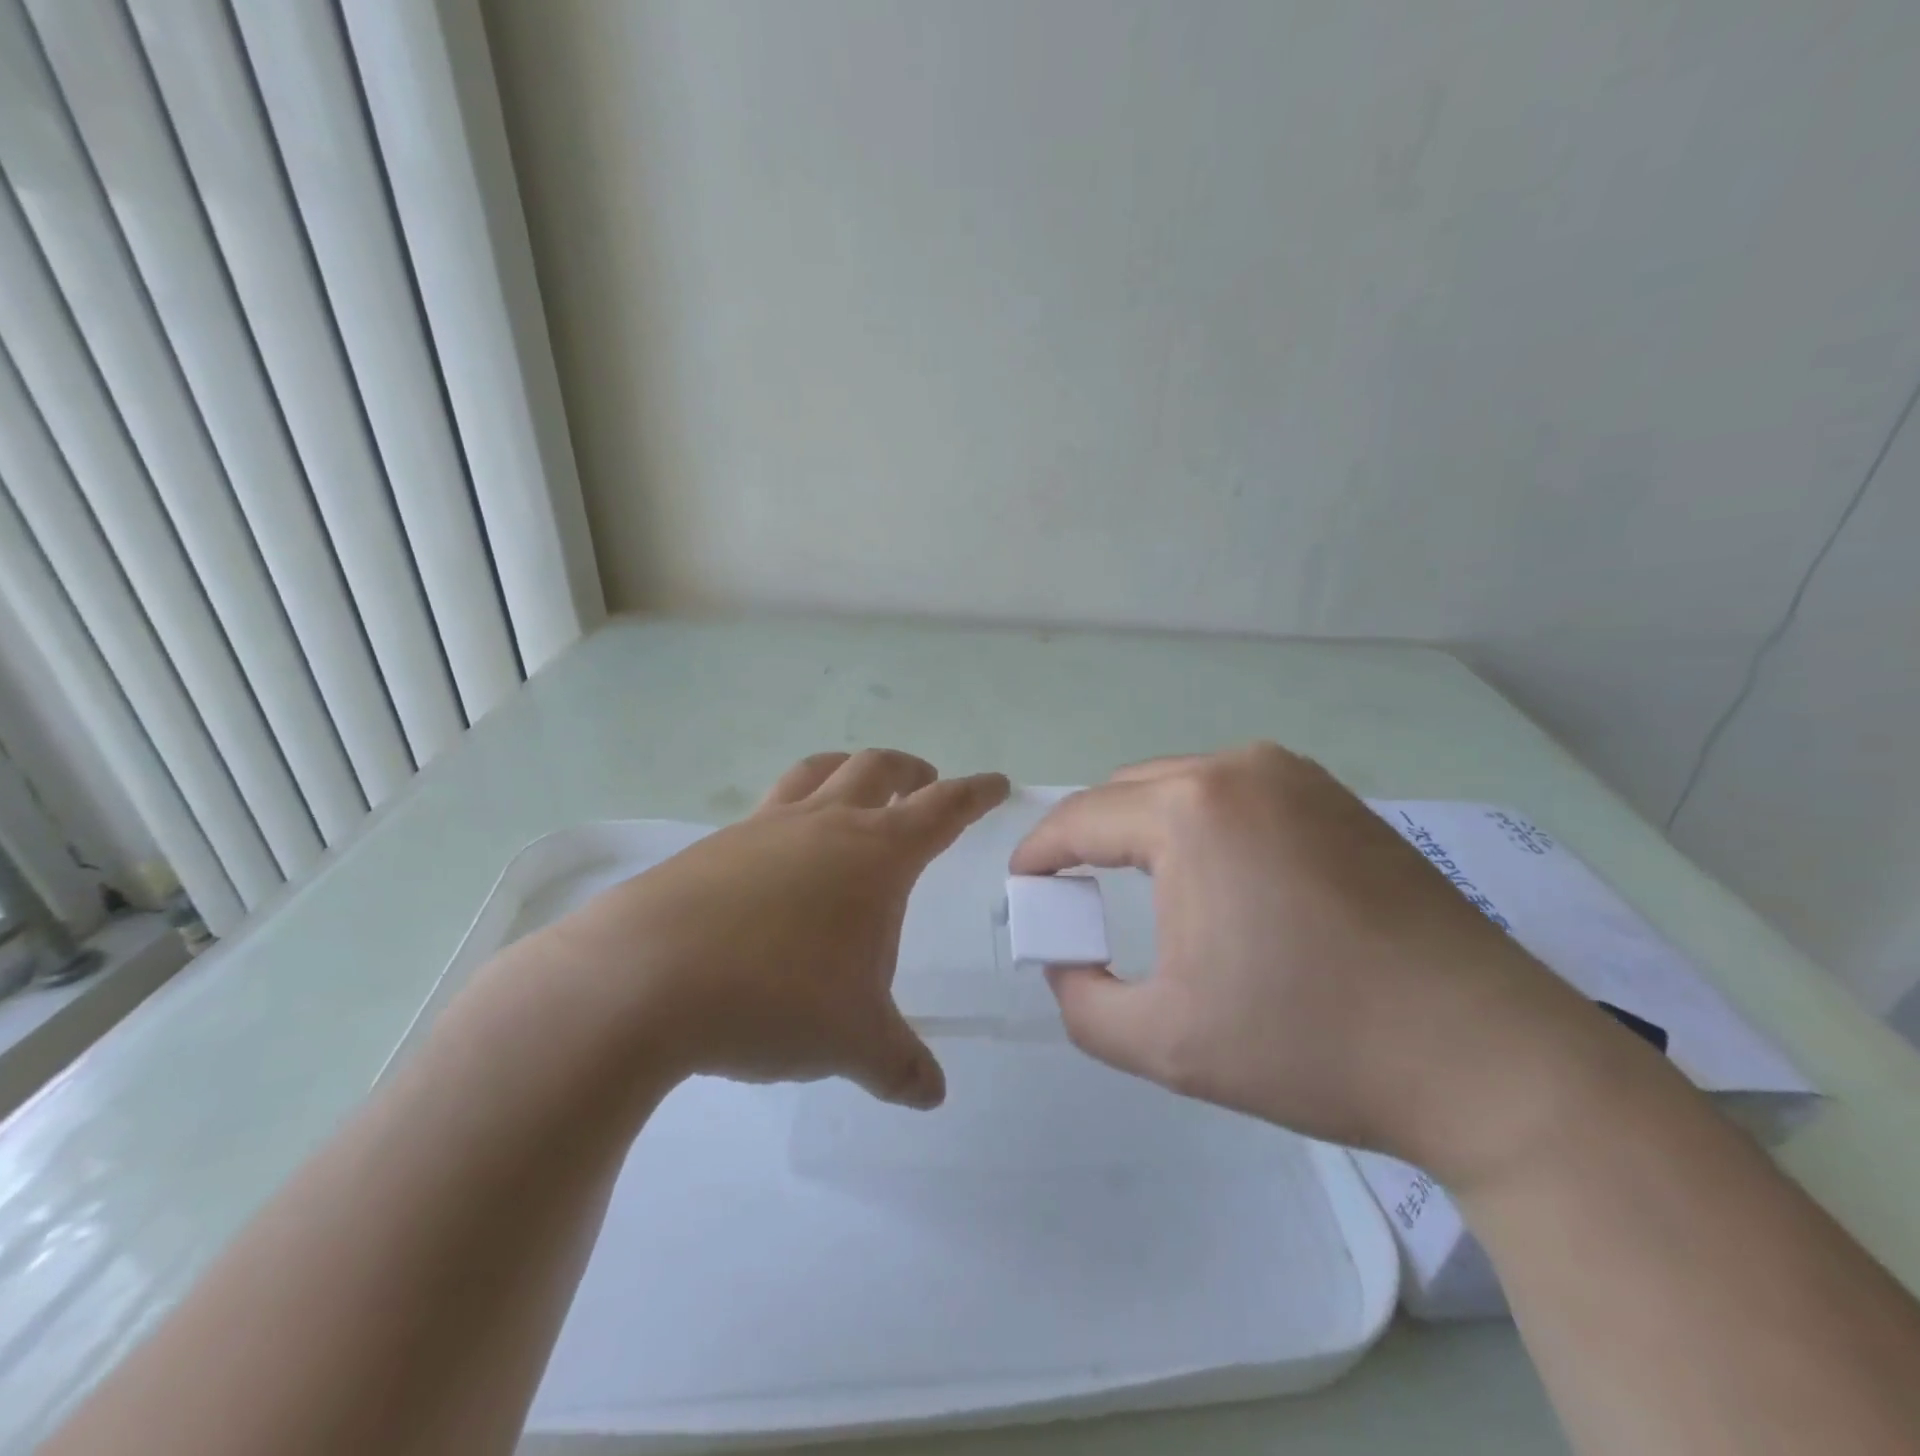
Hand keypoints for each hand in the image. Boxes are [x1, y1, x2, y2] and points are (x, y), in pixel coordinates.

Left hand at [533, 750, 1008, 1109]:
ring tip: (858, 789)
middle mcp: (823, 824)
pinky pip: (768, 810)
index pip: (943, 809)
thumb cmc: (775, 996)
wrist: (644, 980)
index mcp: (874, 854)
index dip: (975, 793)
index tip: (996, 783)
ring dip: (849, 771)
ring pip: (818, 771)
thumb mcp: (853, 1041)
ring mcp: (764, 827)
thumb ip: (900, 1067)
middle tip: (927, 784)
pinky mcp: (714, 846)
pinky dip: (792, 812)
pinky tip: (781, 856)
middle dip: (912, 771)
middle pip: (877, 768)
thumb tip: (932, 1096)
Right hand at [1011, 743, 1626, 1179]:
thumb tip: (1066, 960)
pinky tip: (1219, 878)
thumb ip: (1079, 1000)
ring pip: (1184, 786)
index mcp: (1191, 810)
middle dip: (1090, 837)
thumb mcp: (1161, 1041)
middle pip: (1129, 792)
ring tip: (1140, 886)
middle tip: (1076, 893)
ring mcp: (1298, 776)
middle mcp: (1240, 769)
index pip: (1082, 818)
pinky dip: (1203, 826)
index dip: (1040, 852)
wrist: (1486, 1058)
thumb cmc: (1309, 1043)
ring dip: (1146, 827)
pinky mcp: (1339, 799)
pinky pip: (1238, 795)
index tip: (1023, 886)